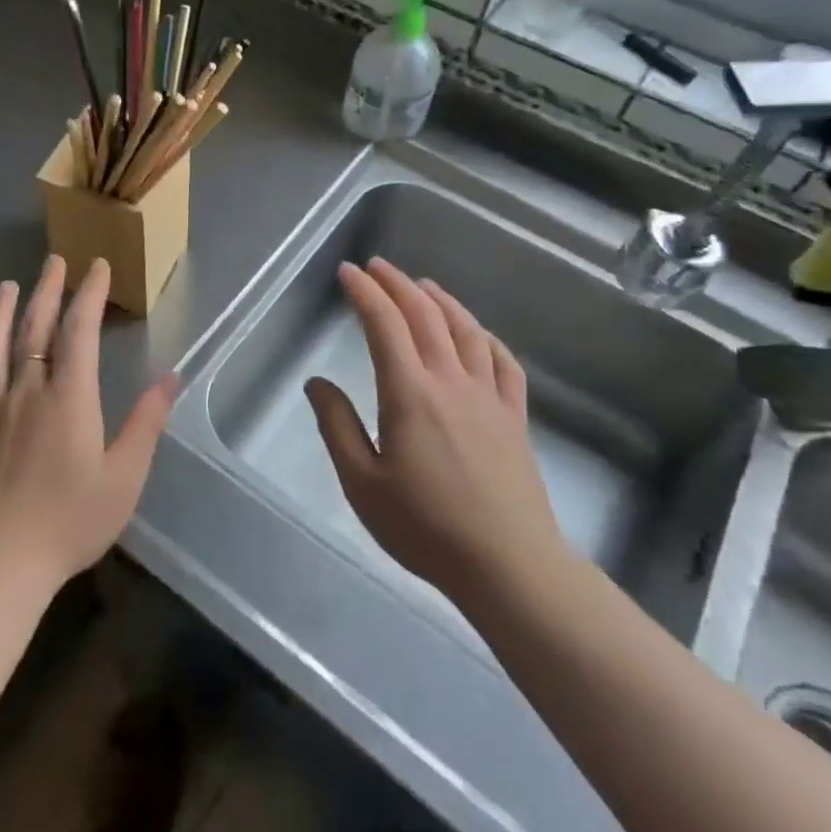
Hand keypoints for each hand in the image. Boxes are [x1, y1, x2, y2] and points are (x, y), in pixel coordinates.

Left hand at [0, 255, 177, 591]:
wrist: (2, 563)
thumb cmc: (72, 520)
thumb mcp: (125, 475)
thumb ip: (146, 422)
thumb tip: (170, 377)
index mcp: (68, 398)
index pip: (78, 331)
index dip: (88, 295)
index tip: (96, 266)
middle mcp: (27, 393)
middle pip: (34, 331)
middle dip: (46, 292)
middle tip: (53, 261)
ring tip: (5, 287)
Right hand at [304, 258, 566, 603]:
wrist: (508, 565)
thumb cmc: (425, 527)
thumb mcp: (361, 483)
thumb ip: (337, 426)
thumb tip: (317, 382)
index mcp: (409, 393)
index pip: (384, 325)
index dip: (364, 292)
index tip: (347, 272)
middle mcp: (450, 382)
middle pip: (425, 316)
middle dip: (398, 284)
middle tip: (377, 266)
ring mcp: (488, 397)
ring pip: (466, 331)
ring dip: (441, 300)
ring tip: (423, 284)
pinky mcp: (513, 417)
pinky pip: (504, 362)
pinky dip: (486, 337)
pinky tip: (478, 333)